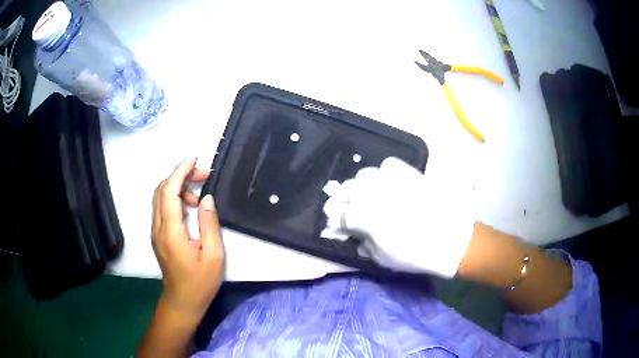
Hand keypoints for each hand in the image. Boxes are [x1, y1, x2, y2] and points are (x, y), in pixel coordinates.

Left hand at [152, 158, 224, 318]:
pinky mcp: (158, 235)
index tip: (194, 159)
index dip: (180, 171)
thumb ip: (209, 224)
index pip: (169, 192)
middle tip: (204, 175)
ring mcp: (156, 231)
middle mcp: (158, 227)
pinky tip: (190, 206)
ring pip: (160, 197)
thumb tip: (206, 198)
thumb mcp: (213, 255)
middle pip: (162, 190)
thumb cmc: (200, 282)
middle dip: (181, 175)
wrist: (182, 301)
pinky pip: (162, 208)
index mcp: (171, 231)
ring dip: (178, 186)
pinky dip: (174, 198)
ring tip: (199, 193)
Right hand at [323, 157, 474, 277]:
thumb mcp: (381, 259)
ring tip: (368, 195)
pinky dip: (383, 173)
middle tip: (349, 209)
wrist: (451, 239)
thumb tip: (355, 234)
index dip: (336, 222)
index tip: (338, 226)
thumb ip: (363, 243)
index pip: (339, 215)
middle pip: (346, 190)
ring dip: (361, 186)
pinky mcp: (408, 172)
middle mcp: (371, 192)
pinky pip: (388, 165)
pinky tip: (388, 183)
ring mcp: (390, 179)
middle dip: (343, 200)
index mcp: (362, 216)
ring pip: (364, 175)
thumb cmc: (414, 254)